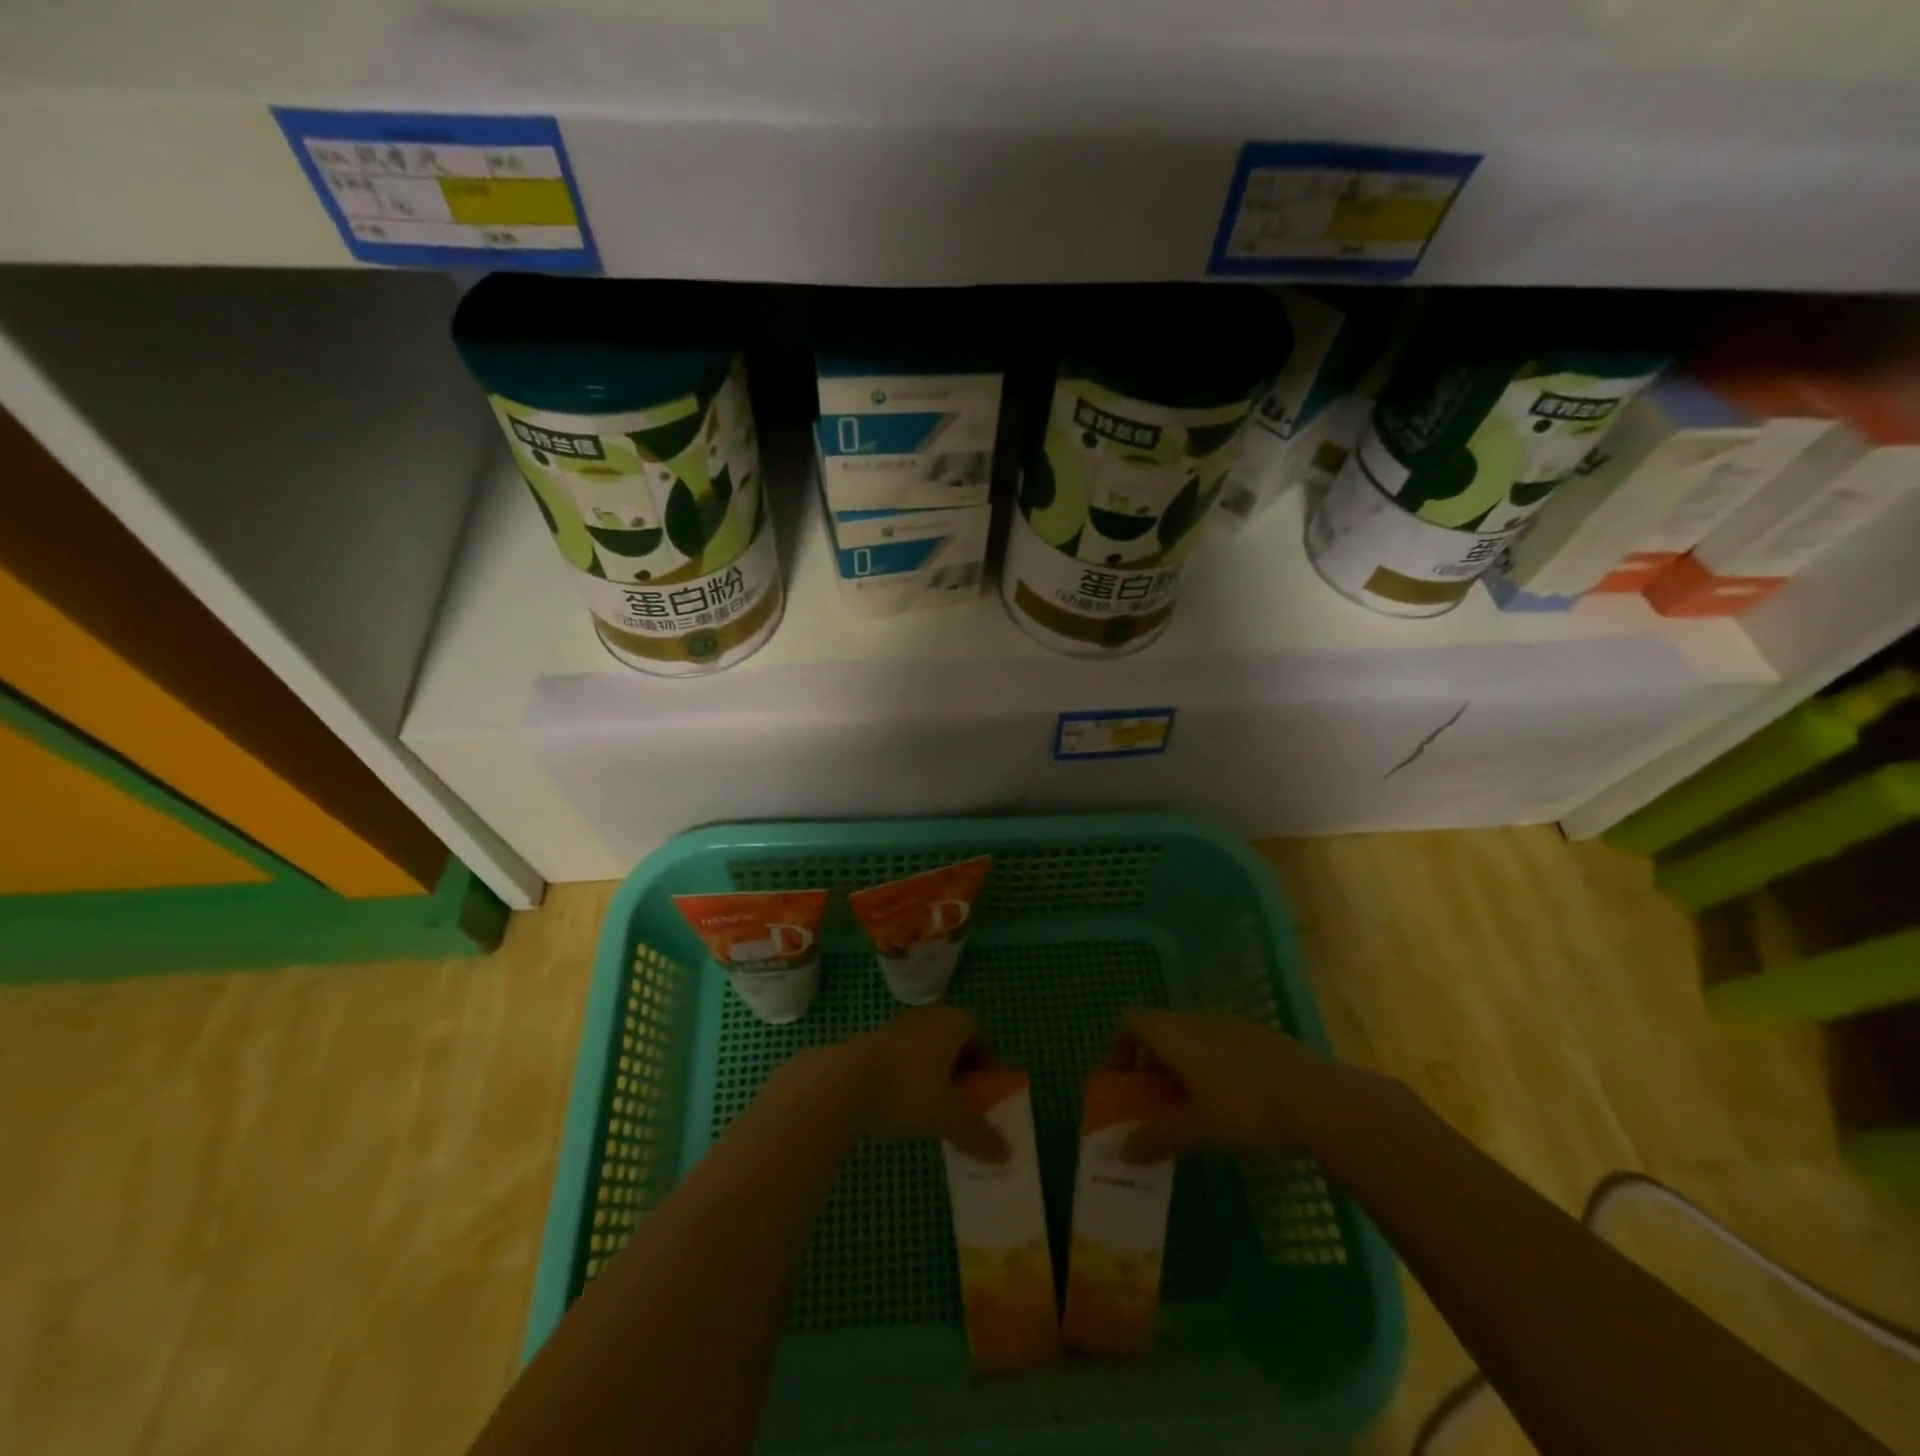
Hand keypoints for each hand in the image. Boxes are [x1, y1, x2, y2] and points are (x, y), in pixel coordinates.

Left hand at [837, 1006, 1008, 1162]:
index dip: (986, 1065)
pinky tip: (903, 1107)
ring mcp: (899, 1026)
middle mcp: (929, 1016)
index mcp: (954, 1022)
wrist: (844, 1082)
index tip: (985, 1095)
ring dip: (935, 1075)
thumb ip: (979, 1134)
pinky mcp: (873, 1041)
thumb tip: (1006, 1154)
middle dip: (961, 1072)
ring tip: (933, 1111)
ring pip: (927, 1050)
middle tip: (963, 1105)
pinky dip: (910, 1078)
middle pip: (954, 1042)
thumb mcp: (950, 1118)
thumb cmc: (908, 1090)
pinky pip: (904, 1057)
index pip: (980, 1036)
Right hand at [1114, 1008, 1338, 1163]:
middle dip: (1150, 1066)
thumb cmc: (1247, 1110)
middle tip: (1153, 1106)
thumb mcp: (1198, 1130)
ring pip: (1191, 1039)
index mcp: (1175, 1033)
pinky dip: (1210, 1069)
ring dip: (1181, 1069)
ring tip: (1191, 1111)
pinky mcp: (1260, 1038)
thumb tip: (1122, 1151)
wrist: (1322, 1100)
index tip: (1120, 1084)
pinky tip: (1230, 1106)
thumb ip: (1157, 1138)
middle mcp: (1198, 1019)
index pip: (1130, 1021)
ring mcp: (1232, 1025)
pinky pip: (1219, 1045)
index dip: (1118, 1047)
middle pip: (1160, 1030)